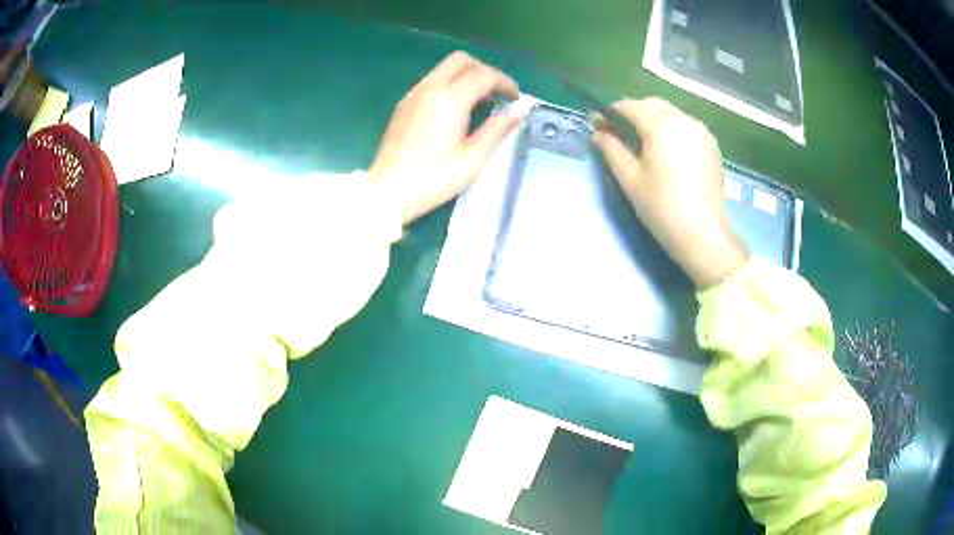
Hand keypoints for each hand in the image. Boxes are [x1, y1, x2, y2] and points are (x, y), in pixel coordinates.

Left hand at [370, 51, 520, 224]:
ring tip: (479, 104)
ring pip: (444, 68)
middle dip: (484, 71)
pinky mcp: (403, 104)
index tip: (516, 98)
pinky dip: (450, 85)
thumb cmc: (433, 179)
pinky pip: (431, 81)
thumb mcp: (473, 159)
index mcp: (449, 100)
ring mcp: (413, 94)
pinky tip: (455, 111)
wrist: (387, 192)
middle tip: (497, 95)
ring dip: (466, 77)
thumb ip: (497, 129)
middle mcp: (429, 89)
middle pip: (461, 60)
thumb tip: (518, 111)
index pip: (483, 74)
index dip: (505, 82)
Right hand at [592, 98, 747, 288]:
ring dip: (652, 118)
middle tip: (618, 133)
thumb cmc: (662, 208)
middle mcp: (684, 120)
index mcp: (662, 126)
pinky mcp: (711, 144)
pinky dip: (670, 128)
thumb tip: (598, 133)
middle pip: (651, 104)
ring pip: (670, 112)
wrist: (703, 234)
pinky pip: (685, 125)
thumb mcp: (630, 179)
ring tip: (641, 141)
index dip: (610, 113)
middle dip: (632, 113)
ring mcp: (701, 131)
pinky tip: (665, 149)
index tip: (597, 125)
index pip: (630, 107)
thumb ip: (612, 149)